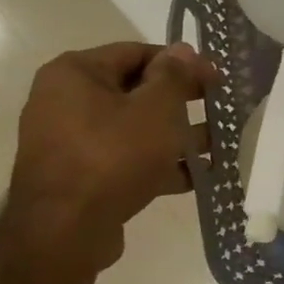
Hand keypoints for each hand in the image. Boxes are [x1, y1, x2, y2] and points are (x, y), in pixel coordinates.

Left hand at [3, 42, 217, 271]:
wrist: (64, 233)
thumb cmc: (113, 156)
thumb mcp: (157, 109)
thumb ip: (174, 76)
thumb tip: (183, 50)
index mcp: (76, 74)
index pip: (137, 53)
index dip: (181, 63)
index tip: (215, 78)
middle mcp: (65, 101)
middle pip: (136, 91)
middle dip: (181, 102)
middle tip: (218, 109)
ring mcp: (70, 141)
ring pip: (134, 128)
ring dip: (176, 136)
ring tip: (217, 146)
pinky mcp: (79, 176)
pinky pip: (125, 159)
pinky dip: (157, 164)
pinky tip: (196, 176)